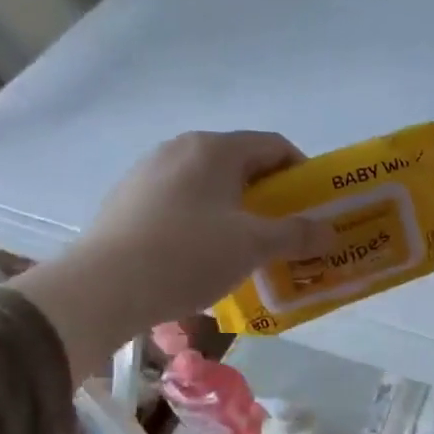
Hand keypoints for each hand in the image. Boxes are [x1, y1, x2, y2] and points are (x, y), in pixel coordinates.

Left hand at [11, 131, 334, 378]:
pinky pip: (183, 203)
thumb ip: (297, 235)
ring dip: (239, 211)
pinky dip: (207, 221)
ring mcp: (149, 173)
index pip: (274, 146)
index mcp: (214, 149)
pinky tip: (207, 256)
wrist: (103, 288)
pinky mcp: (129, 201)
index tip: (316, 207)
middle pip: (242, 165)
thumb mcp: (254, 246)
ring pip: (211, 186)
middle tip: (289, 231)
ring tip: (250, 248)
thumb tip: (330, 232)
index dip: (303, 173)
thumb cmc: (189, 255)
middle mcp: (180, 150)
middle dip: (272, 196)